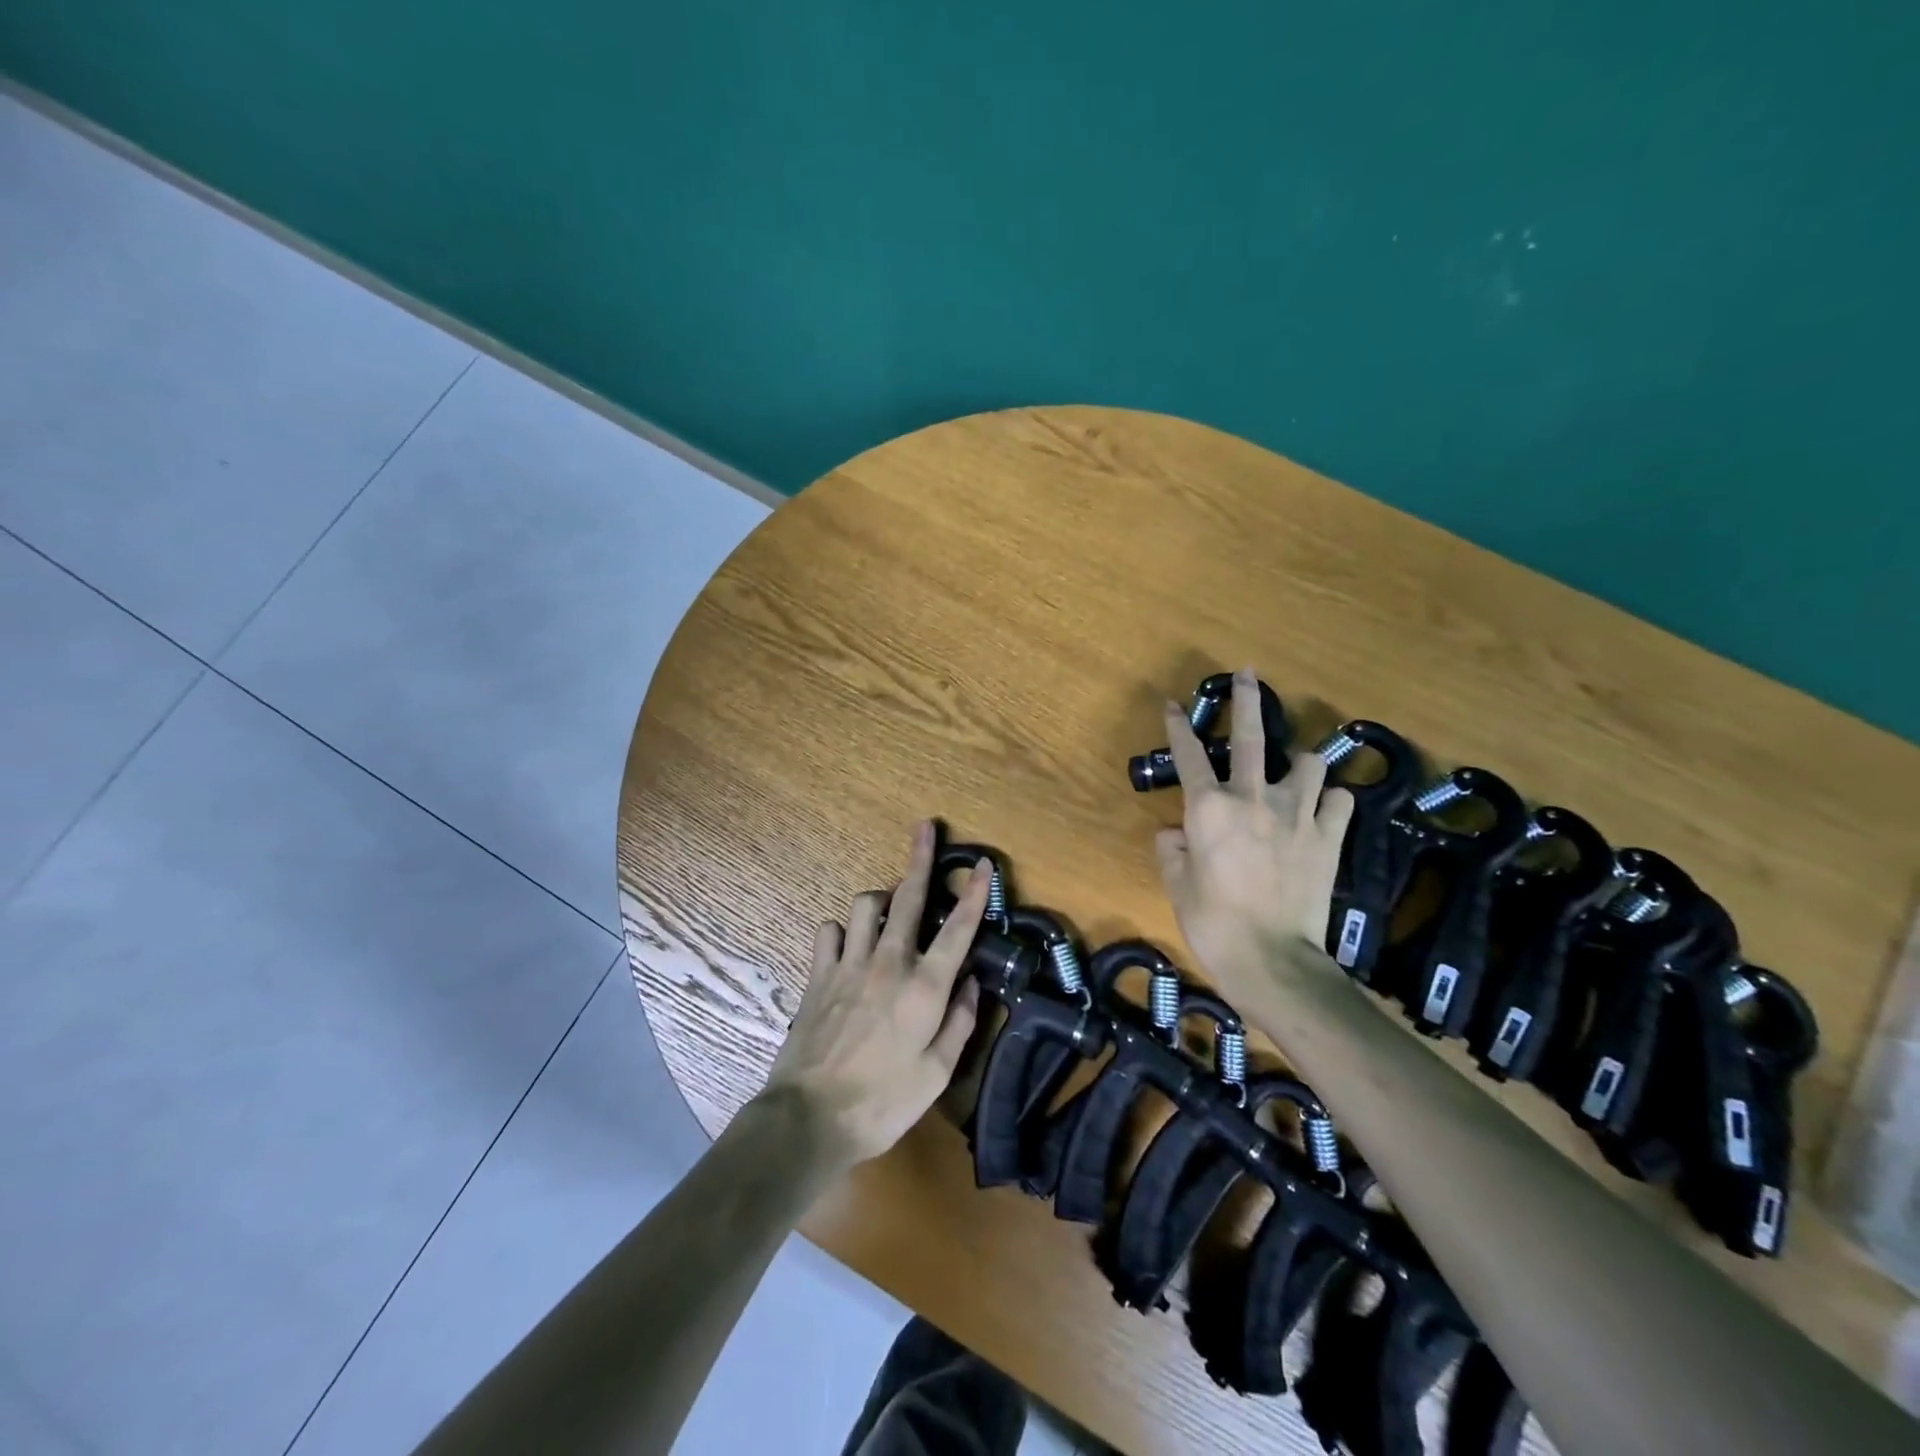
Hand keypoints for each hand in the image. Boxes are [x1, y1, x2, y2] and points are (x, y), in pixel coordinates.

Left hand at [762, 821, 989, 1169]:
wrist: (809, 1119)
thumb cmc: (883, 1103)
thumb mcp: (936, 1074)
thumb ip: (959, 1023)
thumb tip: (971, 985)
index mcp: (925, 988)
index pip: (958, 929)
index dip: (974, 893)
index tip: (982, 864)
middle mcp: (890, 963)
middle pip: (908, 898)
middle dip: (920, 859)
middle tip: (925, 828)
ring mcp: (849, 965)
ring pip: (866, 905)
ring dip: (882, 898)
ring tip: (891, 907)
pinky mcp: (818, 975)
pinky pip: (829, 931)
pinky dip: (842, 929)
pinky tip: (849, 943)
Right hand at [1154, 667, 1354, 994]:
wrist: (1273, 959)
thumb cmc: (1213, 922)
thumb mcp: (1177, 885)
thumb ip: (1171, 850)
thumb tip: (1175, 833)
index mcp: (1208, 808)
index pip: (1188, 755)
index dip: (1178, 727)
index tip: (1175, 704)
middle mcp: (1252, 798)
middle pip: (1250, 736)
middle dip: (1246, 700)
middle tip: (1247, 675)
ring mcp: (1297, 814)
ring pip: (1309, 762)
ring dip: (1301, 760)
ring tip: (1296, 767)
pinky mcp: (1329, 836)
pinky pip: (1340, 801)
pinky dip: (1331, 800)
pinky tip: (1324, 809)